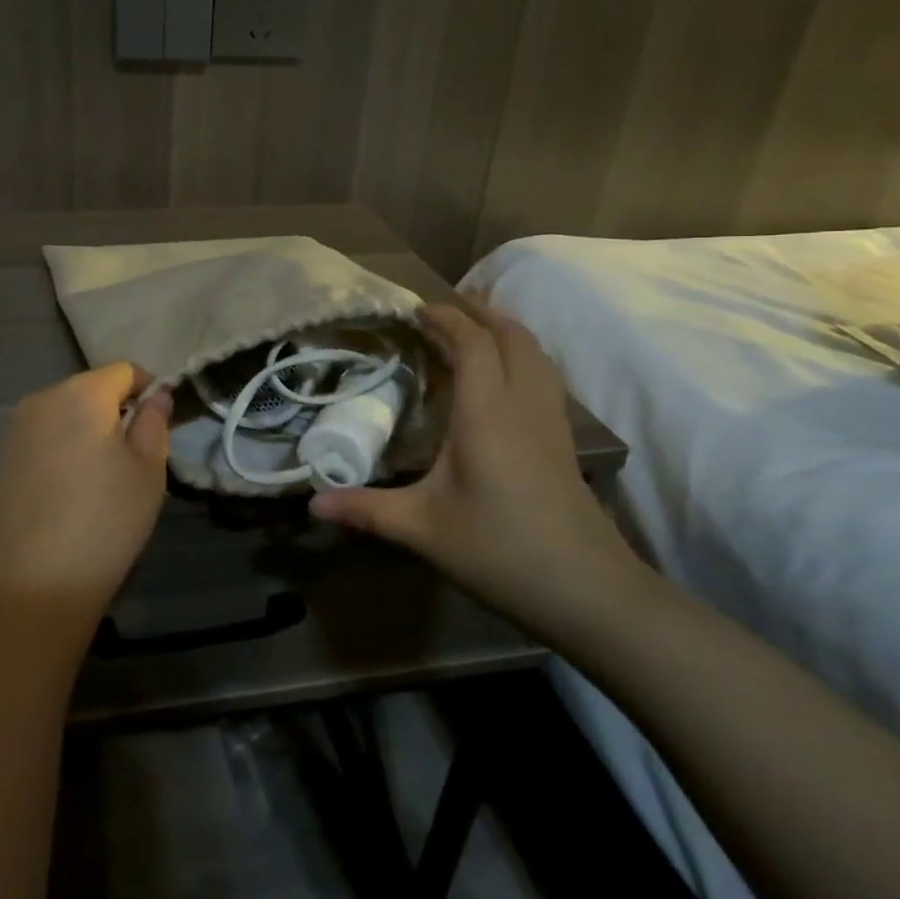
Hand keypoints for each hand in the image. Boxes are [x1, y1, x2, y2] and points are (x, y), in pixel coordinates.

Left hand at [0, 362, 173, 625]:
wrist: (36, 583)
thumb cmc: (105, 521)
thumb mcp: (148, 470)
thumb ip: (154, 421)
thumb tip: (156, 395)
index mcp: (81, 394)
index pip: (124, 371)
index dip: (149, 389)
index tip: (160, 424)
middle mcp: (42, 399)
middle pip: (91, 388)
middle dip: (117, 409)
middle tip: (136, 454)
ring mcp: (17, 428)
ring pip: (66, 412)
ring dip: (89, 428)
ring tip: (104, 475)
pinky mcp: (4, 457)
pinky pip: (45, 435)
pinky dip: (64, 446)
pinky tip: (73, 488)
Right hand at [310, 297, 645, 642]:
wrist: (587, 590)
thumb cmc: (499, 550)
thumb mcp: (423, 529)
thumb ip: (365, 510)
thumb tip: (311, 504)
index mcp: (486, 412)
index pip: (472, 343)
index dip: (445, 318)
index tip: (415, 310)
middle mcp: (522, 404)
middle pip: (512, 335)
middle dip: (479, 313)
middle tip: (444, 308)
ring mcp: (550, 421)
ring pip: (536, 352)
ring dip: (505, 330)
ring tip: (475, 327)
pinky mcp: (564, 440)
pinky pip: (544, 375)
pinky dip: (522, 355)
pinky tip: (505, 377)